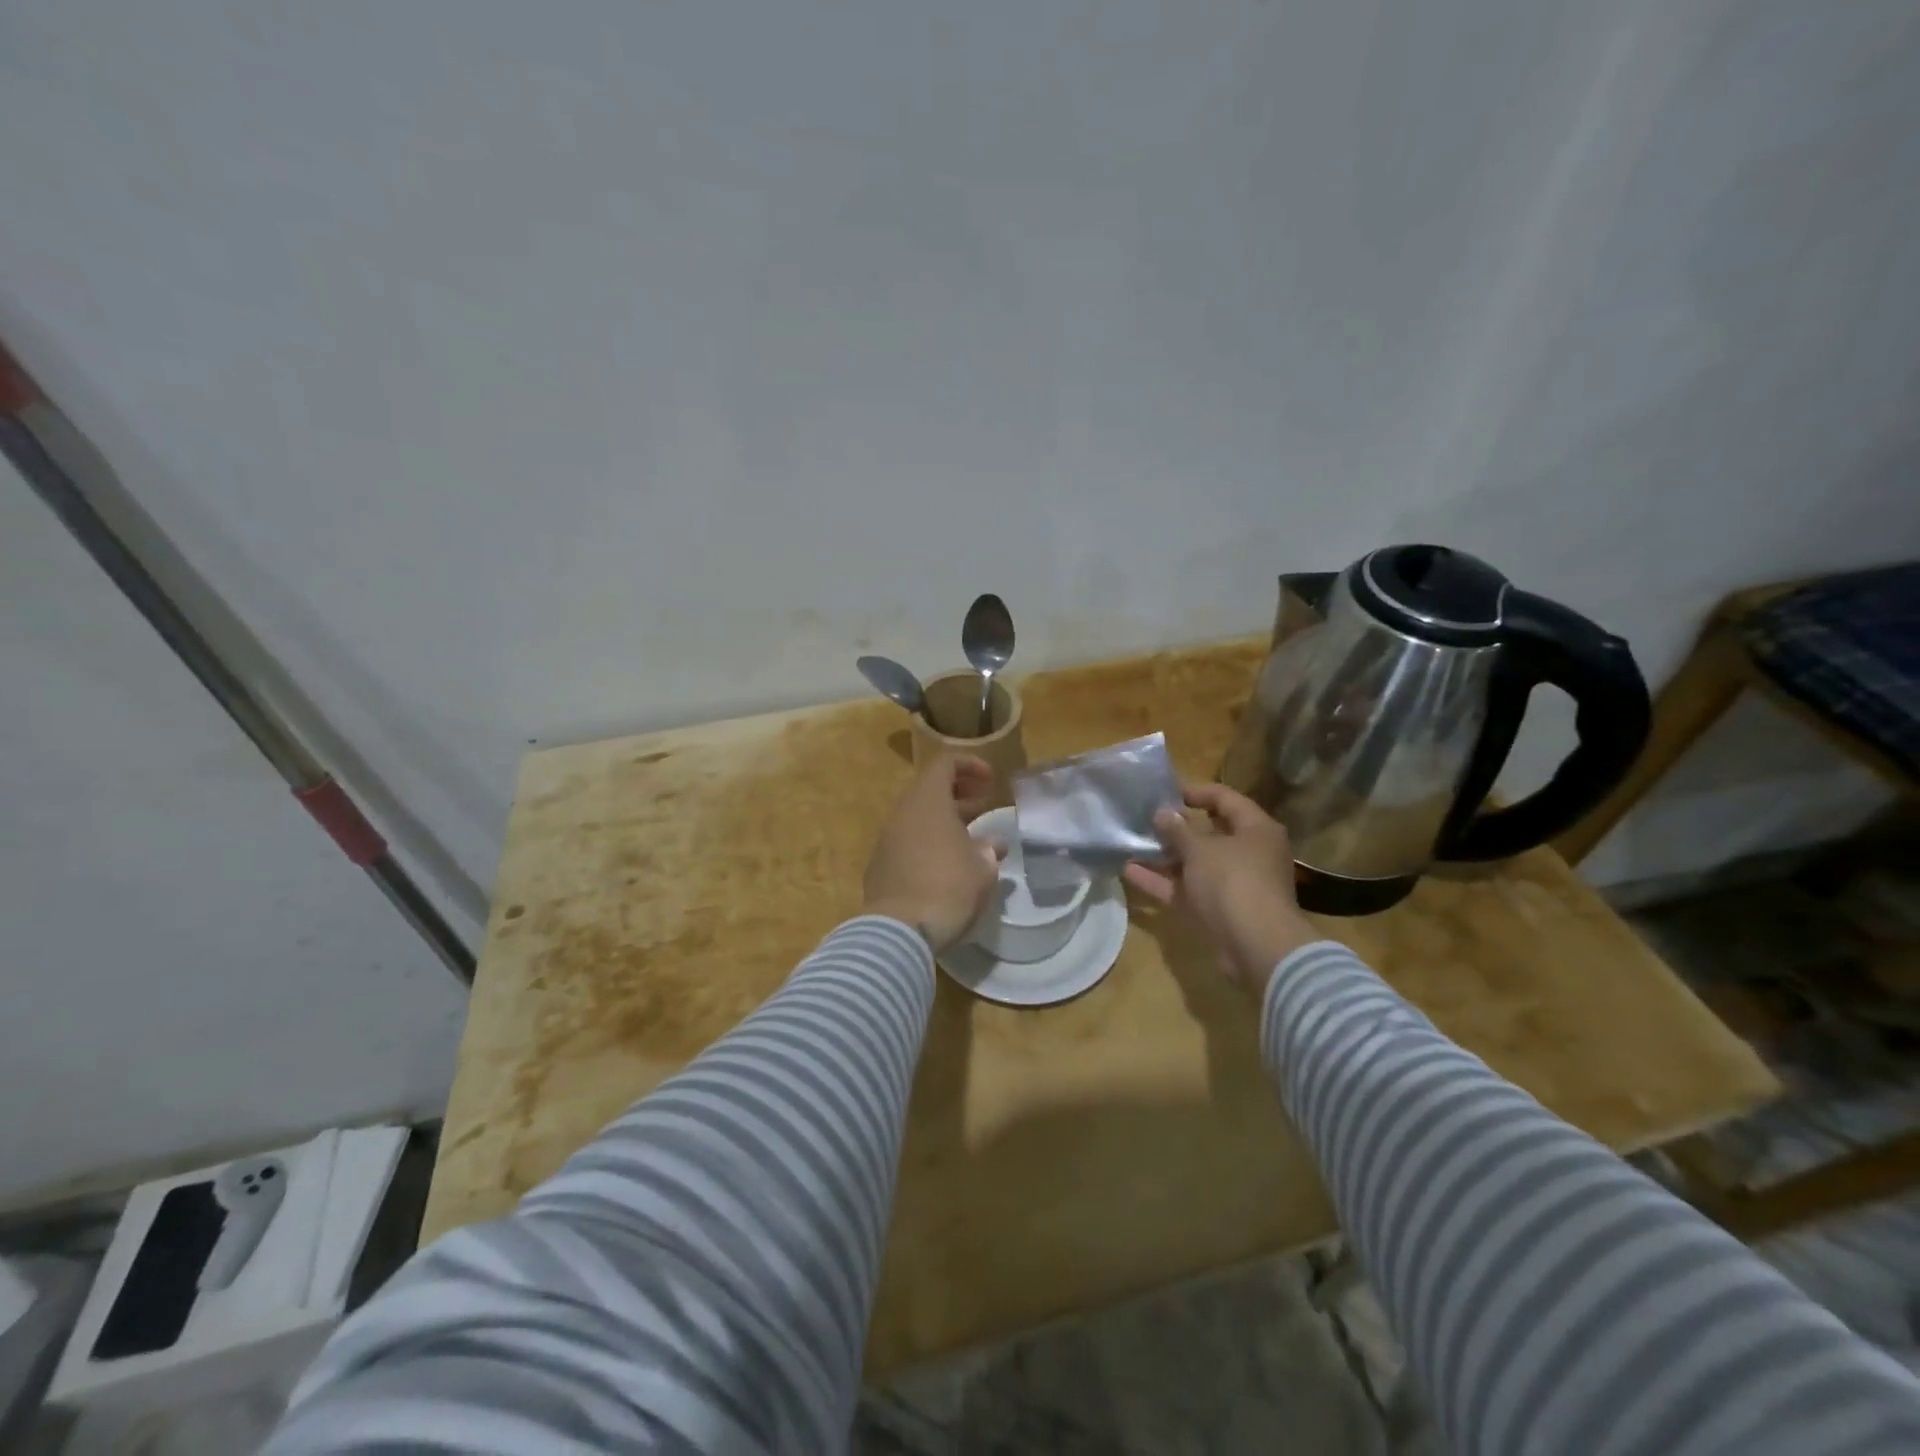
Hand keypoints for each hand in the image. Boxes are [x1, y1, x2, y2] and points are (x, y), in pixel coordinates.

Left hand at [863, 755, 1003, 950]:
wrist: (899, 930)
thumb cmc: (948, 887)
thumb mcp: (983, 868)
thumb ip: (988, 849)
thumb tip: (992, 844)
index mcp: (927, 801)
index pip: (945, 764)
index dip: (970, 766)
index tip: (990, 781)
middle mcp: (901, 813)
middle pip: (929, 790)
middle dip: (958, 794)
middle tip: (983, 807)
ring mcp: (886, 840)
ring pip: (917, 818)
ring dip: (943, 821)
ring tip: (969, 839)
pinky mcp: (879, 867)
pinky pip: (906, 842)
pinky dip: (927, 843)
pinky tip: (945, 865)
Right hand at [1123, 783, 1317, 1000]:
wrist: (1256, 946)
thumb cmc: (1233, 882)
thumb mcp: (1201, 849)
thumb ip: (1178, 829)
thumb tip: (1162, 813)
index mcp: (1256, 829)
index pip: (1225, 798)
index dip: (1195, 792)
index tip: (1164, 792)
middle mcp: (1248, 853)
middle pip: (1209, 832)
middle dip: (1175, 827)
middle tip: (1144, 818)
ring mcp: (1232, 883)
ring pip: (1194, 863)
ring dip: (1164, 855)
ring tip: (1130, 842)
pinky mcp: (1217, 909)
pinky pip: (1186, 889)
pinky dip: (1162, 881)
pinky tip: (1129, 871)